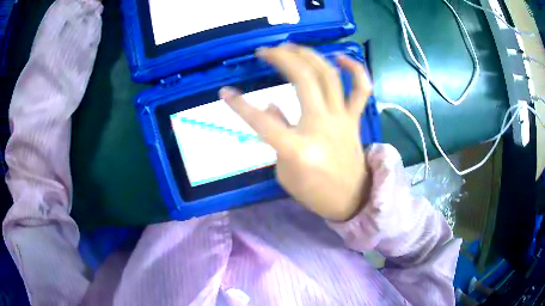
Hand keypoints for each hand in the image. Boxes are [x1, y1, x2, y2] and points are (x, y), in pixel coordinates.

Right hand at [220, 43, 371, 220]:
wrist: (351, 199)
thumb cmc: (314, 192)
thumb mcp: (284, 173)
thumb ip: (276, 135)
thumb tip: (271, 105)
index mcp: (298, 148)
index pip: (261, 121)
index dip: (239, 105)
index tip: (224, 92)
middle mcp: (321, 126)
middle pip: (303, 80)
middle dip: (281, 58)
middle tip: (265, 51)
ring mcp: (341, 119)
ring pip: (328, 75)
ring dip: (309, 55)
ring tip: (291, 46)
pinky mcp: (354, 118)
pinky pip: (360, 89)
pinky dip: (354, 69)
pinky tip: (339, 57)